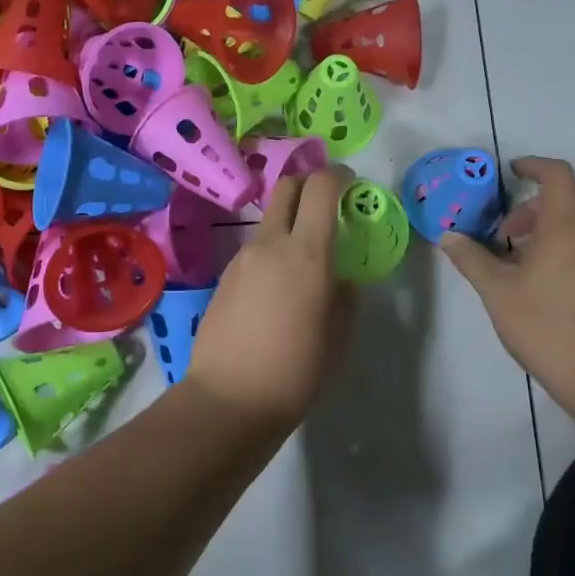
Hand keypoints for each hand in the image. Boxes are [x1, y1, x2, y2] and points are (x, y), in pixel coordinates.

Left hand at [184, 165, 353, 429]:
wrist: (229, 399)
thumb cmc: (296, 371)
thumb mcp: (339, 335)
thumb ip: (345, 295)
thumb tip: (340, 278)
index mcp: (306, 253)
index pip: (320, 187)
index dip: (337, 176)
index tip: (350, 184)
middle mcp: (270, 244)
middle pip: (286, 187)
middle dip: (309, 185)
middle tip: (327, 206)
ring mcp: (242, 258)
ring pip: (270, 220)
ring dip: (290, 222)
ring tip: (304, 259)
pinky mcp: (224, 276)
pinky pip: (254, 249)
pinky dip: (272, 250)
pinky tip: (278, 288)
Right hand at [438, 157, 574, 402]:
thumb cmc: (545, 326)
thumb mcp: (496, 291)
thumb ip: (471, 258)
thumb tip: (447, 236)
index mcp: (566, 228)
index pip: (557, 175)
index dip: (533, 165)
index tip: (509, 173)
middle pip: (570, 195)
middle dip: (535, 201)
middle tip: (506, 227)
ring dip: (547, 225)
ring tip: (516, 258)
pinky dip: (561, 243)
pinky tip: (538, 279)